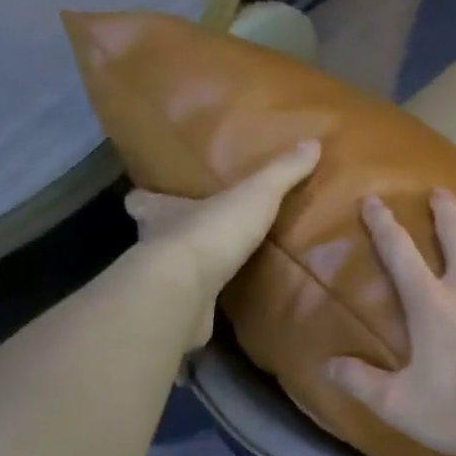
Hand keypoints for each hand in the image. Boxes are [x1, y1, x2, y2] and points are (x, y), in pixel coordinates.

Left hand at [124, 139, 319, 344]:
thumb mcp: (256, 195)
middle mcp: (152, 244)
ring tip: (216, 268)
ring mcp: (161, 282)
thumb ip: (281, 172)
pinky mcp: (174, 312)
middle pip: (154, 235)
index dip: (149, 198)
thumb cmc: (211, 233)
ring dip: (188, 269)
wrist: (184, 292)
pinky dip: (200, 302)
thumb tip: (313, 143)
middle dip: (171, 234)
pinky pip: (188, 303)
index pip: (142, 200)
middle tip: (196, 233)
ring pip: (169, 271)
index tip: (157, 197)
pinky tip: (221, 302)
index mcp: (160, 211)